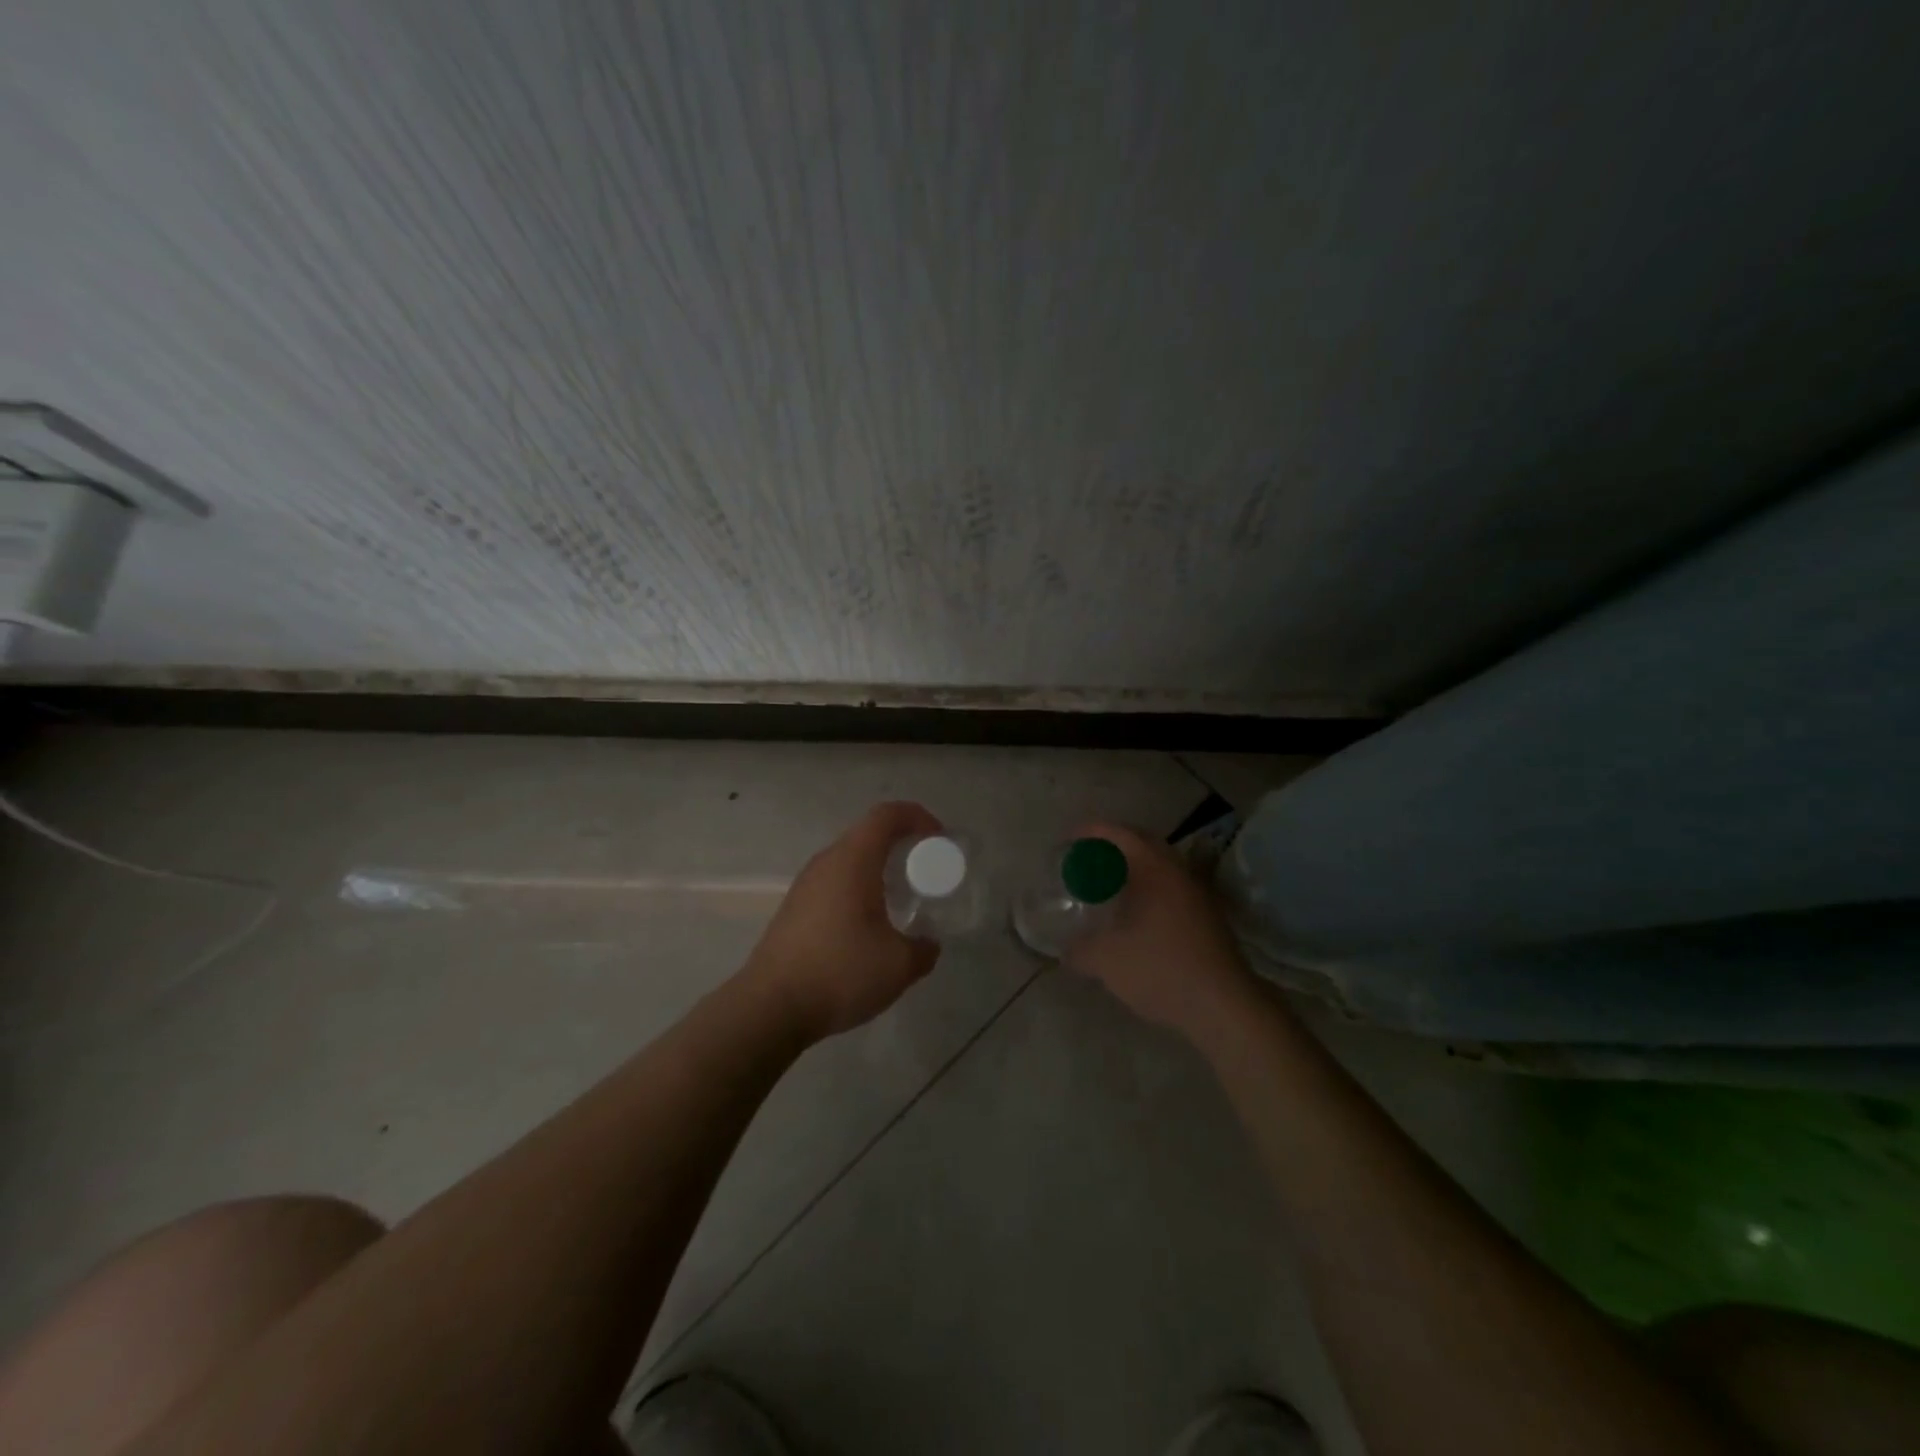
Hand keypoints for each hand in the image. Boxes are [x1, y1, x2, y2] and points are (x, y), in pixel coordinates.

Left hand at [744, 801, 942, 1041]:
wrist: (770, 1008)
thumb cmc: (840, 973)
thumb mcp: (899, 966)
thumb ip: (924, 949)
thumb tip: (928, 944)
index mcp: (853, 861)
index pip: (887, 815)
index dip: (917, 817)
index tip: (939, 840)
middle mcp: (826, 863)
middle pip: (868, 834)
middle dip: (902, 845)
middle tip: (925, 871)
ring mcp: (805, 885)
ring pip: (849, 860)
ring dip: (879, 869)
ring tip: (901, 899)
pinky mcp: (794, 908)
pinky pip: (835, 882)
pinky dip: (859, 889)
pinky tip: (869, 925)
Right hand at [1061, 823, 1257, 1044]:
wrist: (1225, 1007)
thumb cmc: (1162, 970)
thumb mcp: (1107, 961)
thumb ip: (1080, 950)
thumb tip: (1066, 951)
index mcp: (1156, 869)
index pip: (1120, 834)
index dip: (1092, 832)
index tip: (1069, 840)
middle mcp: (1180, 872)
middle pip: (1143, 844)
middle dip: (1113, 847)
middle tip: (1087, 860)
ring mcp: (1199, 894)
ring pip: (1161, 867)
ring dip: (1134, 870)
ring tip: (1108, 886)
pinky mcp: (1209, 917)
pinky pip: (1171, 888)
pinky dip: (1149, 889)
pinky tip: (1135, 915)